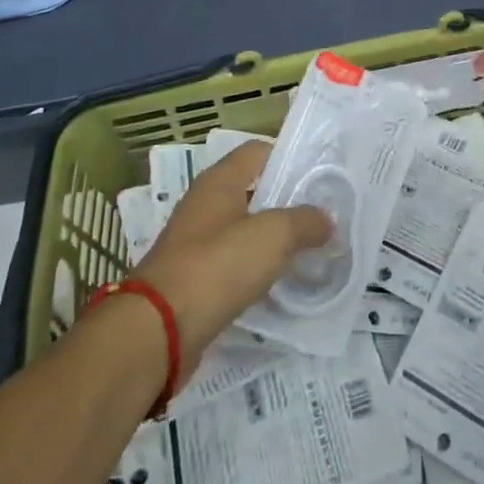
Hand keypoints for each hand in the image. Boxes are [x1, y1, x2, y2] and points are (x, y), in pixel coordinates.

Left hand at [130, 141, 330, 377]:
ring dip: (274, 240)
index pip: (259, 152)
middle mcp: (205, 205)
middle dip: (287, 203)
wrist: (157, 332)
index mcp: (219, 181)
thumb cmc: (217, 266)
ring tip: (310, 252)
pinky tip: (280, 285)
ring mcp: (196, 244)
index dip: (290, 159)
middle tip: (323, 217)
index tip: (321, 177)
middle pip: (253, 192)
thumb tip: (326, 219)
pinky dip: (256, 271)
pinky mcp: (193, 281)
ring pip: (245, 231)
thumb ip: (305, 221)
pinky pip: (233, 266)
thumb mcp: (273, 235)